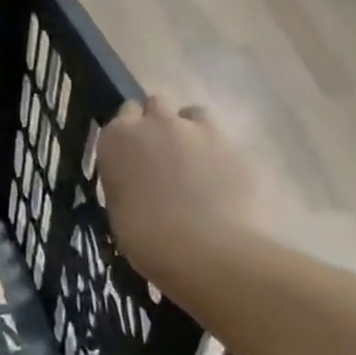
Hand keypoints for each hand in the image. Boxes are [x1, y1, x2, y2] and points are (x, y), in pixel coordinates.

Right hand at [96, 97, 261, 288]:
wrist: (206, 251)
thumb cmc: (145, 236)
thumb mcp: (118, 203)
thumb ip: (126, 177)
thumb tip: (136, 178)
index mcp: (118, 137)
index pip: (124, 113)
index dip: (130, 129)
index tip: (132, 149)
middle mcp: (157, 123)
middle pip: (156, 104)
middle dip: (158, 122)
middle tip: (161, 153)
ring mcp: (200, 131)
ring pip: (193, 114)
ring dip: (190, 130)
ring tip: (194, 161)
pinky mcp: (237, 147)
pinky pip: (224, 141)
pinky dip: (219, 154)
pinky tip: (220, 181)